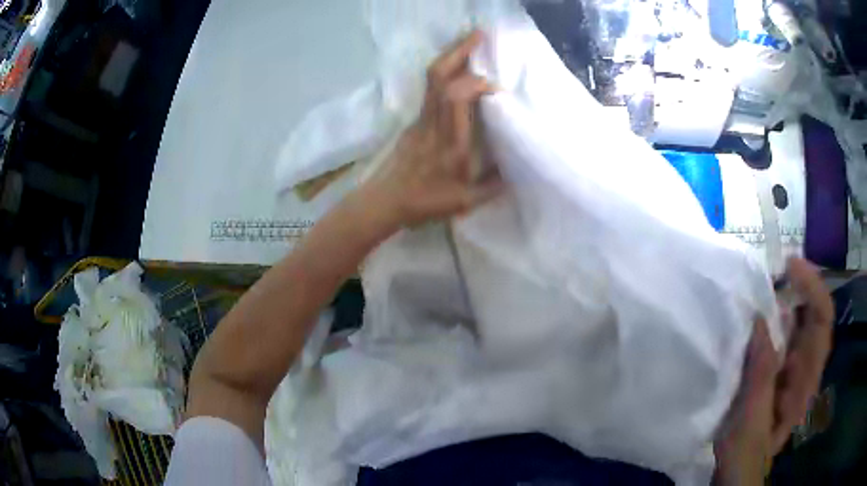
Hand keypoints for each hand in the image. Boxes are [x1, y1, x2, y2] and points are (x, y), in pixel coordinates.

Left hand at [362, 30, 503, 227]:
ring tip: (470, 41)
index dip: (476, 83)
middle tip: (478, 34)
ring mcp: (420, 119)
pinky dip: (447, 71)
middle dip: (459, 51)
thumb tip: (517, 170)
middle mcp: (433, 123)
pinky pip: (431, 88)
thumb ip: (494, 185)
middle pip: (439, 77)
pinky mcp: (415, 120)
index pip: (457, 98)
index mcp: (450, 142)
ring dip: (451, 55)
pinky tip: (459, 67)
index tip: (495, 87)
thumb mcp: (466, 202)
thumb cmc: (426, 203)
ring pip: (432, 78)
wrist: (387, 200)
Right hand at [714, 258, 832, 484]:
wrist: (736, 474)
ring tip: (763, 286)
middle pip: (812, 315)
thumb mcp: (752, 424)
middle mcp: (806, 367)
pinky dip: (771, 319)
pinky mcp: (778, 371)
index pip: (822, 322)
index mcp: (807, 381)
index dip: (813, 289)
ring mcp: (793, 368)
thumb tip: (760, 322)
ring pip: (797, 323)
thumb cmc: (745, 457)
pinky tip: (756, 315)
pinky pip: (781, 336)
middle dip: (799, 287)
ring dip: (784, 300)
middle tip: (773, 270)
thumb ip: (761, 378)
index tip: (791, 267)